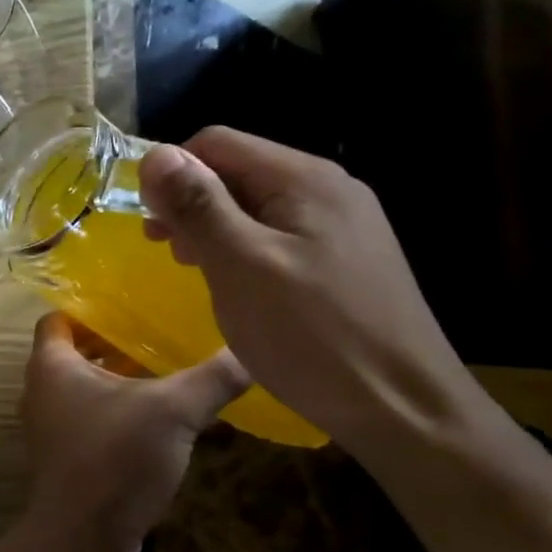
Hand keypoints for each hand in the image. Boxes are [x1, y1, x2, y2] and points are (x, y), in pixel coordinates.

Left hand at [18, 313, 249, 551]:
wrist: (82, 538)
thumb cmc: (115, 457)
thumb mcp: (173, 410)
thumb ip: (212, 377)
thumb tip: (251, 349)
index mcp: (51, 365)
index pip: (59, 319)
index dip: (89, 309)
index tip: (130, 305)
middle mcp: (41, 391)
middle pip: (73, 352)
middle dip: (113, 343)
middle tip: (158, 334)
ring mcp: (50, 427)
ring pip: (83, 388)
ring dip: (118, 380)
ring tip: (166, 371)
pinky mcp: (65, 458)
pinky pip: (89, 419)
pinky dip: (117, 411)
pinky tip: (158, 420)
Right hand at [137, 127, 484, 450]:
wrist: (402, 409)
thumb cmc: (310, 334)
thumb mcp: (240, 265)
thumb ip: (198, 205)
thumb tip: (155, 153)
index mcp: (304, 179)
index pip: (217, 143)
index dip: (172, 173)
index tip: (149, 222)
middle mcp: (328, 189)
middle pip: (238, 171)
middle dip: (190, 201)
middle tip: (164, 249)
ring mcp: (342, 225)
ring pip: (255, 205)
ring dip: (212, 227)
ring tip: (192, 267)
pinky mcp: (344, 259)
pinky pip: (278, 235)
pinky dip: (242, 249)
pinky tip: (234, 283)